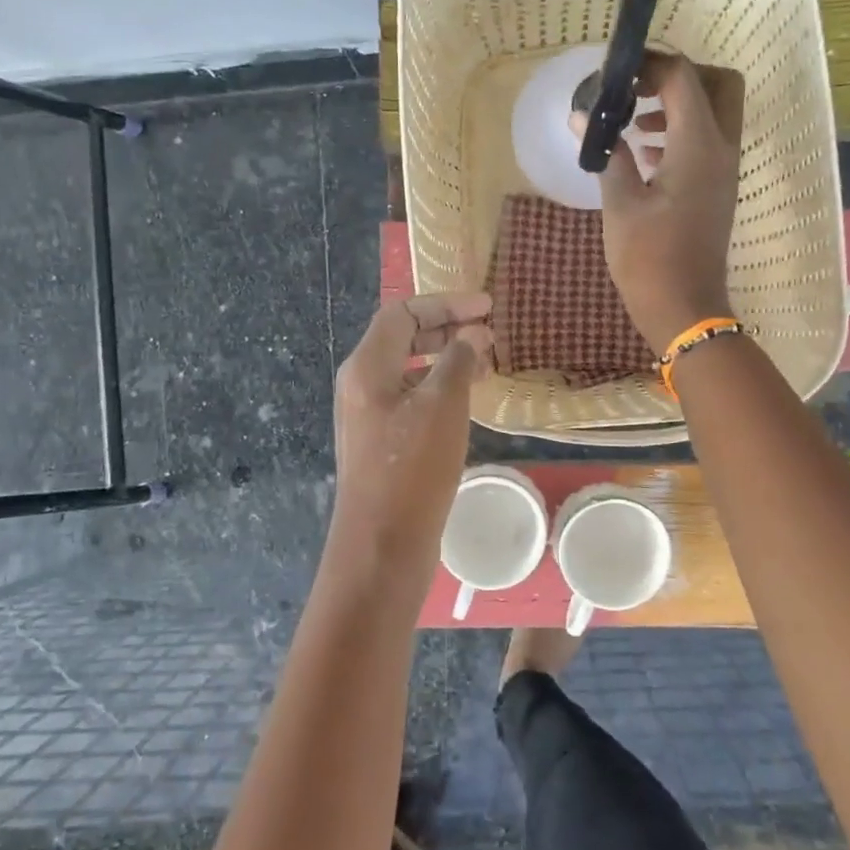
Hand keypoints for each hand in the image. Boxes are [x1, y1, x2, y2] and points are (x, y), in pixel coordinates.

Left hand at [329, 293, 493, 589]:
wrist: (382, 545)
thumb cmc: (412, 468)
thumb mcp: (442, 406)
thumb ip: (458, 361)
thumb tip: (473, 334)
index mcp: (366, 367)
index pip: (402, 313)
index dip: (445, 304)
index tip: (487, 307)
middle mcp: (361, 384)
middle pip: (403, 338)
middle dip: (447, 328)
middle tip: (489, 331)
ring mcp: (369, 415)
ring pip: (409, 370)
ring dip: (446, 358)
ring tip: (486, 361)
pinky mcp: (381, 441)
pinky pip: (411, 397)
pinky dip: (439, 388)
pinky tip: (467, 398)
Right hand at [597, 53, 740, 353]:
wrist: (684, 308)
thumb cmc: (648, 258)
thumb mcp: (620, 204)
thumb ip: (606, 153)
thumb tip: (582, 119)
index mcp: (699, 146)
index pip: (684, 78)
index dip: (650, 65)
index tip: (615, 75)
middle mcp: (722, 149)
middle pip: (718, 83)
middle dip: (679, 76)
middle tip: (637, 90)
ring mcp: (724, 170)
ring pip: (716, 112)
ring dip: (679, 104)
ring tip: (633, 122)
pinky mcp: (717, 188)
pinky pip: (708, 141)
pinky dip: (681, 132)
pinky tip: (644, 153)